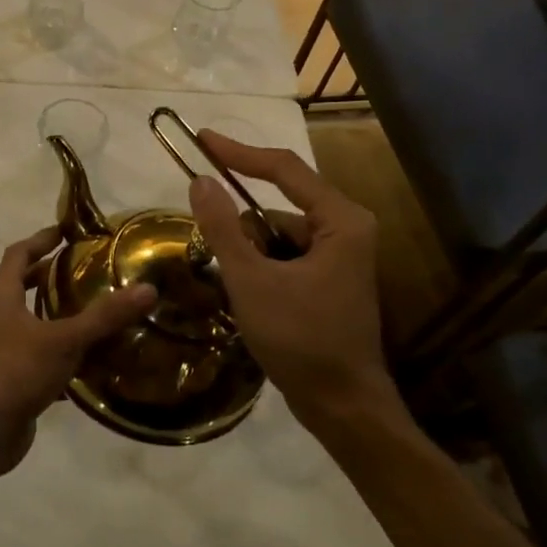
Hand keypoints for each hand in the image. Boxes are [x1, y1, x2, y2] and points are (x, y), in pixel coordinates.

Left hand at [0, 227, 156, 475]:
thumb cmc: (15, 372)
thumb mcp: (64, 339)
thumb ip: (104, 316)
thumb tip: (148, 289)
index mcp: (2, 296)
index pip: (18, 253)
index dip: (41, 238)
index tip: (68, 230)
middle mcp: (0, 317)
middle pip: (24, 285)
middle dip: (53, 275)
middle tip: (89, 268)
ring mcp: (6, 349)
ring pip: (36, 322)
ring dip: (62, 314)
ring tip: (100, 309)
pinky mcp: (16, 378)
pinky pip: (45, 356)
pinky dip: (67, 353)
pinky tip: (97, 359)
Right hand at [187, 132, 403, 429]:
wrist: (342, 406)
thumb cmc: (301, 340)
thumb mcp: (252, 281)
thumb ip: (223, 228)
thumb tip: (199, 181)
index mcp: (341, 220)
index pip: (284, 168)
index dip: (239, 152)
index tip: (201, 140)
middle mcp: (347, 228)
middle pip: (279, 206)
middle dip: (242, 229)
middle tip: (216, 254)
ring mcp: (341, 255)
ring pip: (278, 235)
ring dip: (250, 254)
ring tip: (237, 290)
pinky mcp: (330, 278)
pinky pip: (286, 256)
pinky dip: (262, 268)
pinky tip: (250, 299)